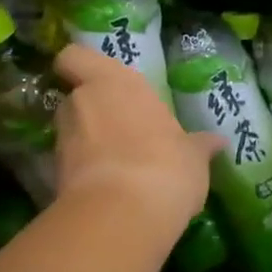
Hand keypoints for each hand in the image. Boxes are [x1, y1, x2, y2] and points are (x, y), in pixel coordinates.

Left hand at [52, 45, 219, 227]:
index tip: (97, 81)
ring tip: (118, 164)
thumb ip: (198, 145)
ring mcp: (63, 138)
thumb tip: (218, 141)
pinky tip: (109, 189)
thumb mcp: (193, 157)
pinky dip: (83, 172)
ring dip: (87, 142)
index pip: (74, 57)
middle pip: (77, 97)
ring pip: (71, 131)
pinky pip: (69, 164)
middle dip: (93, 111)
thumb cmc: (165, 166)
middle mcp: (82, 101)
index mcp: (114, 81)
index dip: (80, 66)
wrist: (122, 215)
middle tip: (121, 129)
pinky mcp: (53, 173)